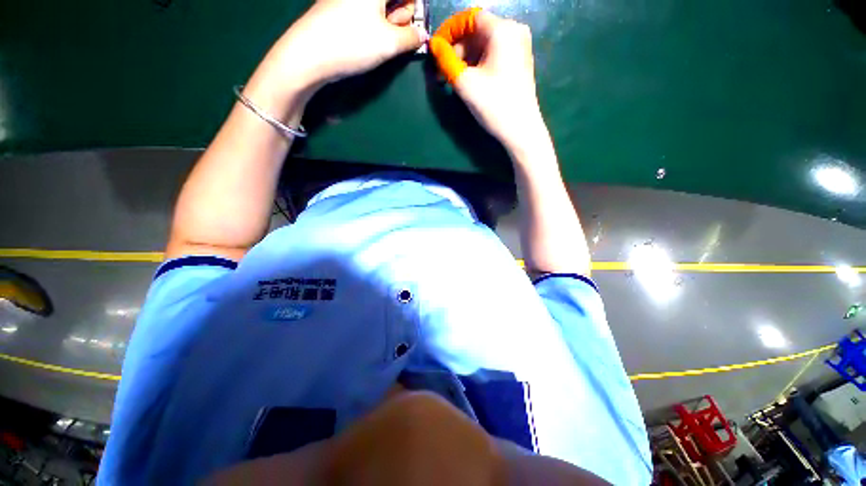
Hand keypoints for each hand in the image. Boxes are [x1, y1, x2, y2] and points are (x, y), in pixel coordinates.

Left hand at [267, 0, 427, 89]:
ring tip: (381, 41)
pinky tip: (368, 40)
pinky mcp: (339, 8)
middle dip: (402, 15)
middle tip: (396, 34)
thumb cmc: (353, 43)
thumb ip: (412, 38)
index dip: (414, 8)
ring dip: (388, 23)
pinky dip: (374, 25)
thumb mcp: (389, 43)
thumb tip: (422, 34)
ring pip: (380, 7)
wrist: (308, 55)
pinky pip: (366, 12)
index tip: (415, 27)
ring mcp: (348, 0)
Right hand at [430, 9, 546, 155]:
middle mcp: (514, 31)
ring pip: (485, 44)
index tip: (436, 49)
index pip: (469, 18)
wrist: (521, 131)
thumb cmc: (494, 105)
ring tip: (453, 78)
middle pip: (477, 31)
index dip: (449, 31)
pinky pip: (494, 54)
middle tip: (443, 70)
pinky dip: (479, 63)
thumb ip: (446, 60)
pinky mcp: (519, 61)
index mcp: (502, 30)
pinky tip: (470, 80)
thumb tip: (434, 45)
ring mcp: (519, 46)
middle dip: (457, 49)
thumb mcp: (465, 83)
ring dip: (466, 58)